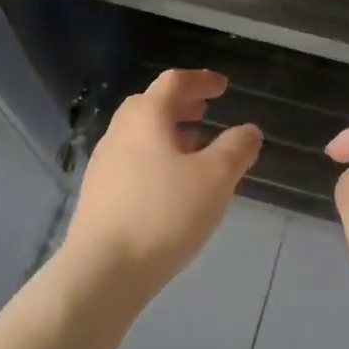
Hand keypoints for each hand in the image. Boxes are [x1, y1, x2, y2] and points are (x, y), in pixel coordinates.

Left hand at [63, 69, 262, 298]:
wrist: (103, 269)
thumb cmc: (164, 214)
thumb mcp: (215, 179)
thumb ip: (236, 149)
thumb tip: (249, 131)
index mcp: (146, 118)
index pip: (174, 82)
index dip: (201, 80)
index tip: (223, 86)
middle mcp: (119, 132)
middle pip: (150, 105)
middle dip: (181, 104)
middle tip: (205, 111)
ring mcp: (104, 163)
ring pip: (140, 134)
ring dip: (168, 132)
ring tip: (194, 147)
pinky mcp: (99, 193)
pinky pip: (132, 160)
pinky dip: (156, 156)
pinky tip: (171, 184)